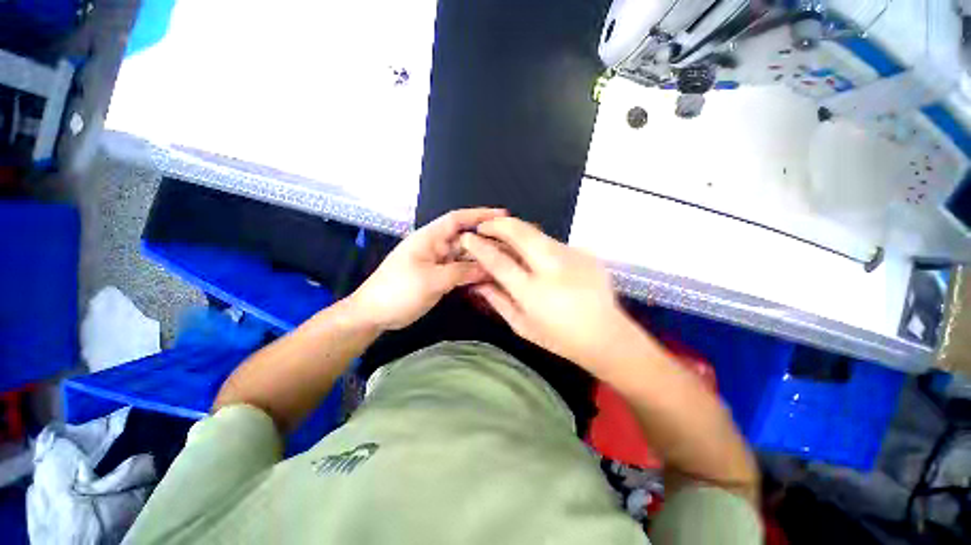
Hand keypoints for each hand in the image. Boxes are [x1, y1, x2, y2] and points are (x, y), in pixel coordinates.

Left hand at [349, 208, 506, 330]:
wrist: (375, 314)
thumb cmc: (398, 290)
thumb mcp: (431, 280)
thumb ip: (461, 272)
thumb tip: (489, 268)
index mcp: (430, 238)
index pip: (458, 219)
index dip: (480, 214)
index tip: (503, 215)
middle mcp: (436, 247)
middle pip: (466, 239)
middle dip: (486, 241)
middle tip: (511, 246)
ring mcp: (438, 263)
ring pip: (465, 257)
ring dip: (482, 259)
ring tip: (505, 262)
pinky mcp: (439, 277)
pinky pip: (461, 271)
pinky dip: (473, 274)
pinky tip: (489, 278)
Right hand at [459, 217, 636, 373]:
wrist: (607, 335)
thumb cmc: (560, 338)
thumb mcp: (522, 325)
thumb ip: (498, 301)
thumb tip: (478, 282)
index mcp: (533, 292)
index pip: (499, 261)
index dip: (480, 246)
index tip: (468, 237)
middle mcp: (552, 267)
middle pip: (520, 232)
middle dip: (497, 224)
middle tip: (485, 226)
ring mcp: (571, 255)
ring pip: (536, 232)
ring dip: (516, 231)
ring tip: (505, 237)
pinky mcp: (584, 252)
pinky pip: (552, 242)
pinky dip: (536, 243)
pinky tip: (535, 256)